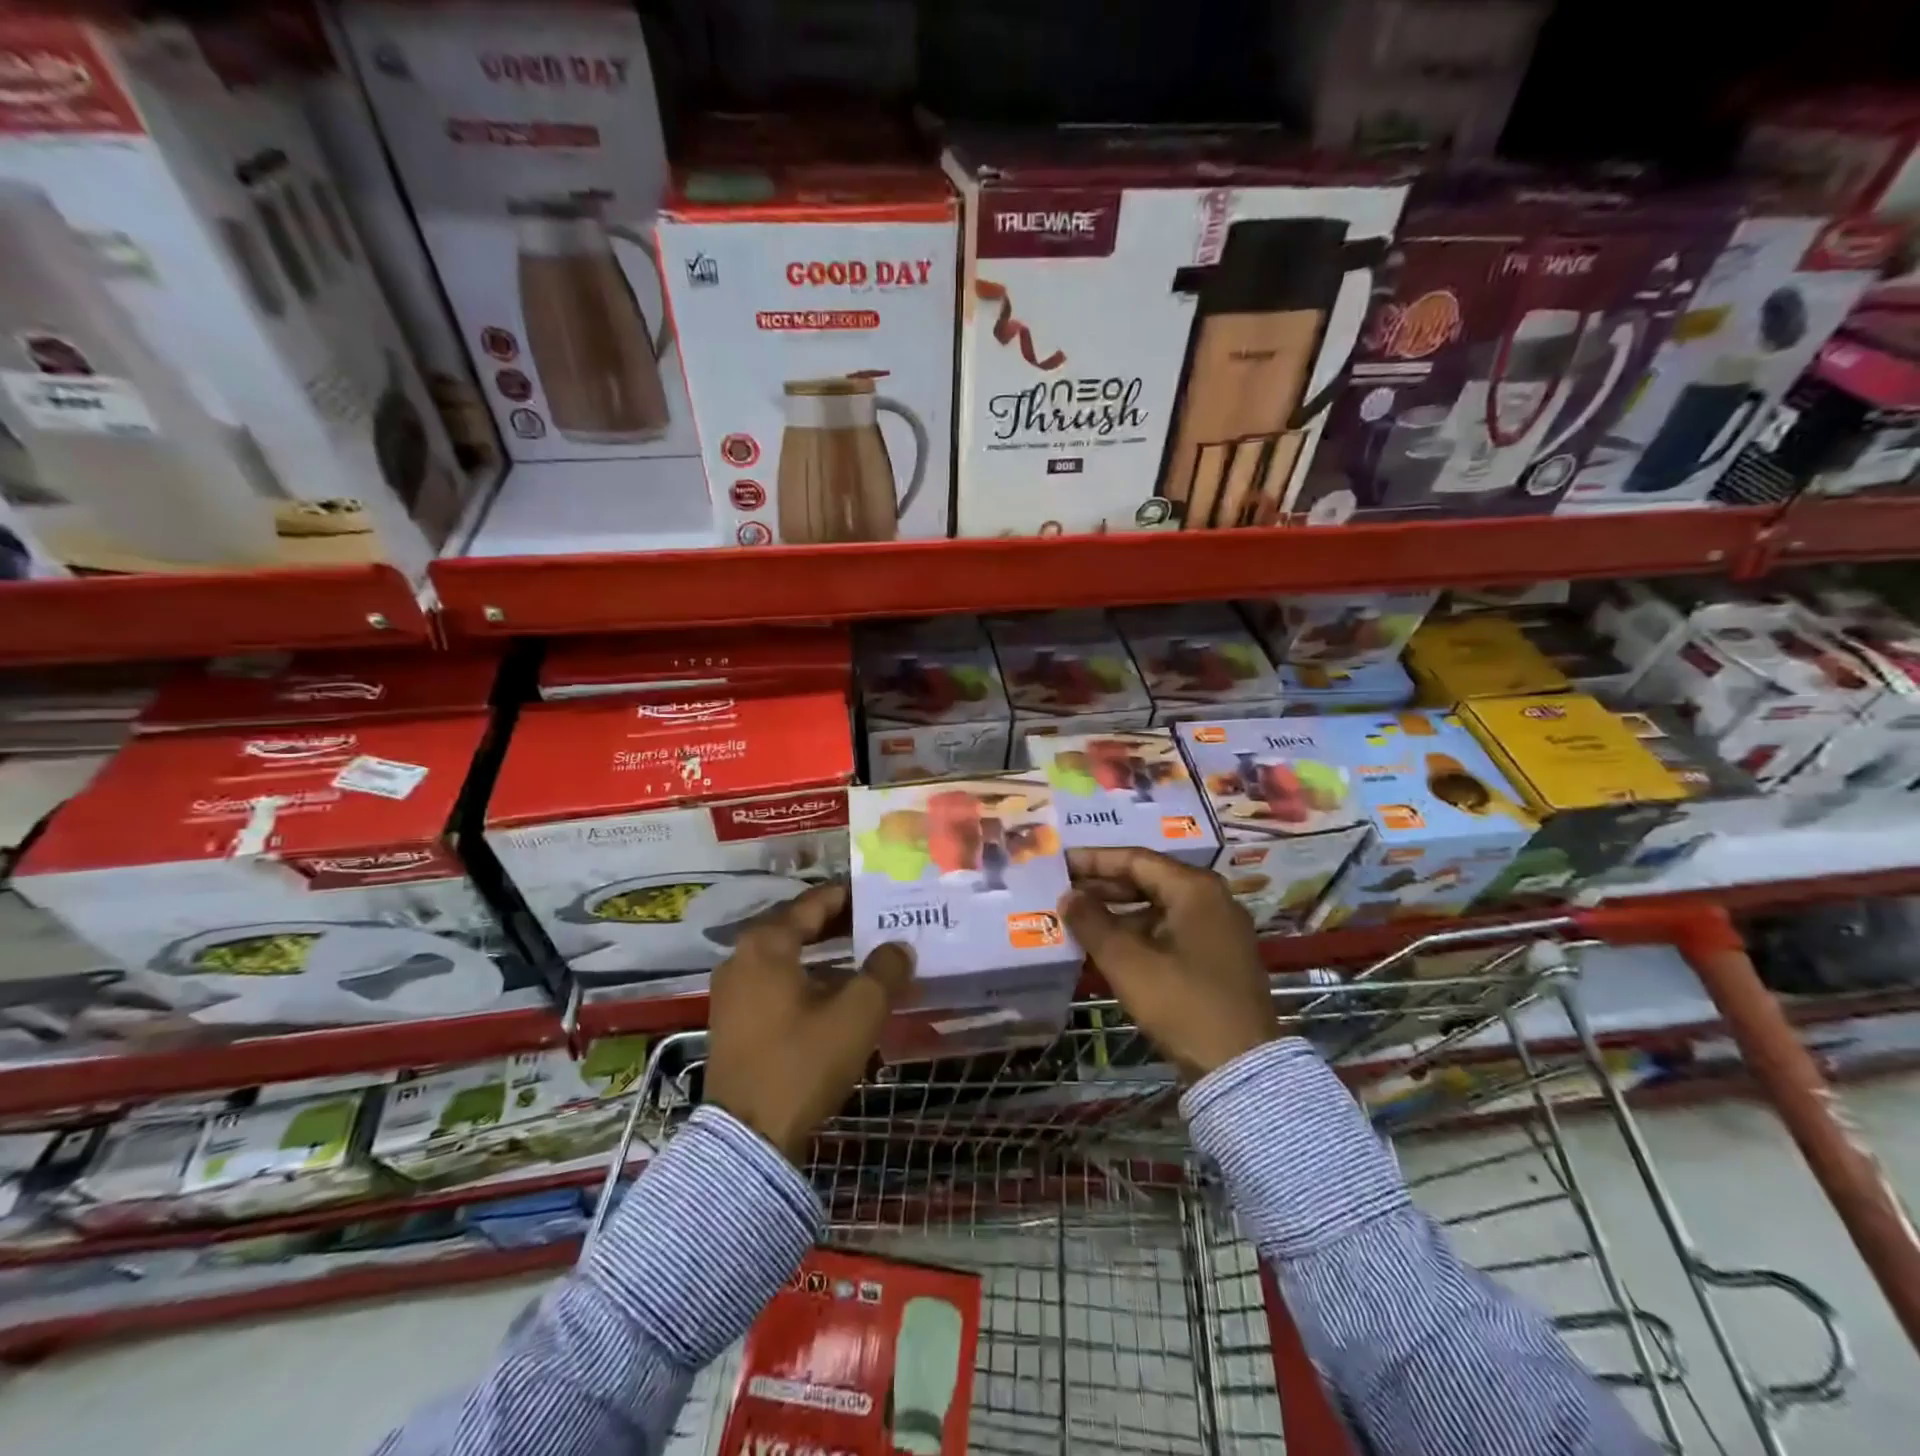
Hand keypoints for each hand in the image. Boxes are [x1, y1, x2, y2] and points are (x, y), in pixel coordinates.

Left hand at [705, 882, 913, 1164]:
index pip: (814, 902)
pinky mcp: (734, 1021)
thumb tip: (899, 948)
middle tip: (879, 923)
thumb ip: (884, 971)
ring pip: (788, 956)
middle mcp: (742, 957)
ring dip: (825, 954)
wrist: (748, 1138)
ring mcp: (733, 991)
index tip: (881, 894)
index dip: (850, 895)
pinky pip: (777, 982)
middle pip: (798, 926)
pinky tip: (838, 994)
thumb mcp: (857, 1013)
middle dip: (840, 924)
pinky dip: (808, 978)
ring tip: (866, 957)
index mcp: (766, 944)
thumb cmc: (802, 1062)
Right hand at [1059, 848, 1276, 1080]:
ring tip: (1078, 918)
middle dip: (1103, 886)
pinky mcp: (1218, 957)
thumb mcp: (1128, 962)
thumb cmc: (1182, 1004)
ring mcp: (1218, 929)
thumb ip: (1092, 922)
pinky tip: (1108, 946)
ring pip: (1158, 907)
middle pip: (1148, 880)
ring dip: (1118, 912)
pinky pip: (1169, 930)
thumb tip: (1067, 896)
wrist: (1241, 1068)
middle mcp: (1211, 899)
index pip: (1135, 859)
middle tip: (1063, 889)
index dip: (1094, 860)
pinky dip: (1138, 933)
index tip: (1060, 862)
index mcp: (1194, 889)